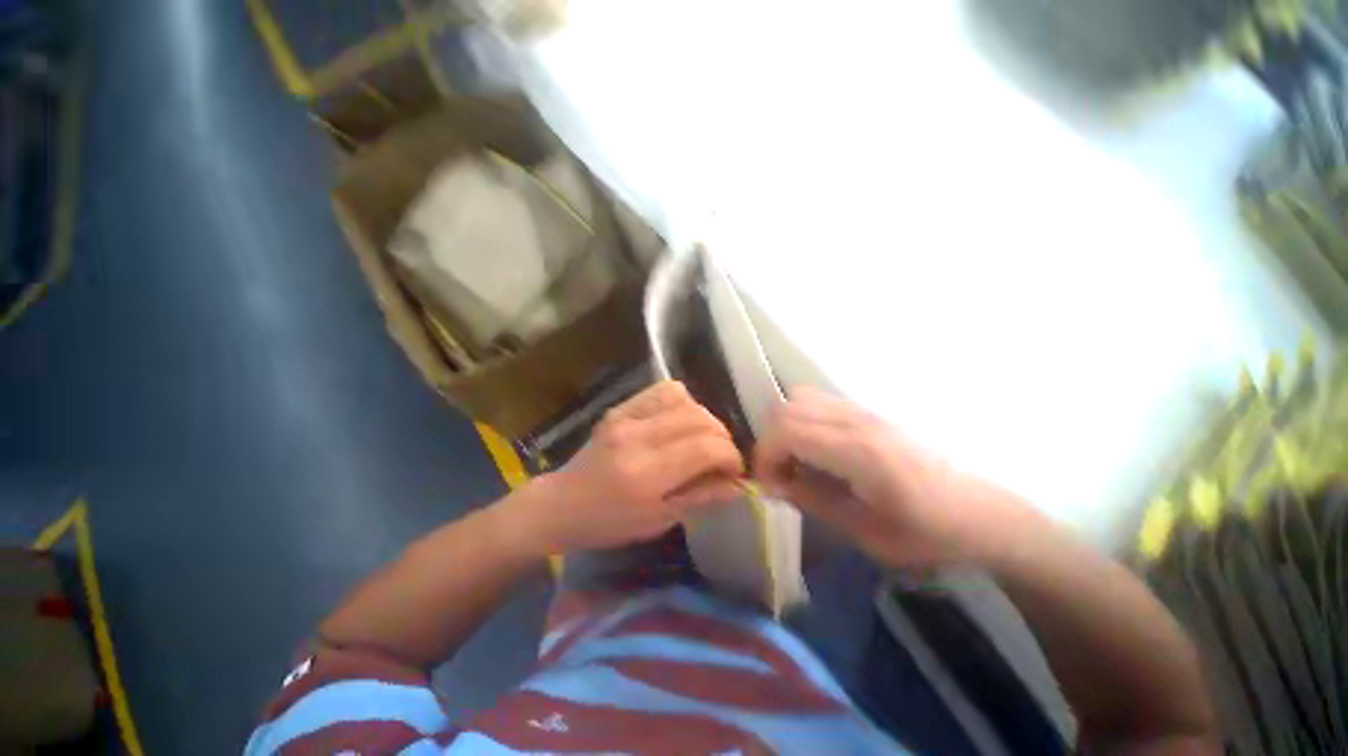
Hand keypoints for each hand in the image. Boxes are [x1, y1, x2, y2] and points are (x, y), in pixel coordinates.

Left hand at [516, 381, 744, 553]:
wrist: (561, 503)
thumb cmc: (608, 523)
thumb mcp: (658, 521)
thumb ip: (701, 497)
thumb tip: (738, 484)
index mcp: (646, 473)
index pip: (707, 447)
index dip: (731, 457)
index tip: (734, 472)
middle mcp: (637, 436)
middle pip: (700, 419)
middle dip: (722, 437)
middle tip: (721, 458)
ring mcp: (626, 416)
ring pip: (685, 399)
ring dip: (704, 418)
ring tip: (701, 439)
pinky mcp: (620, 407)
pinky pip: (663, 390)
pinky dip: (682, 402)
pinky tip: (680, 421)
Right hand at [754, 387, 990, 567]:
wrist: (972, 510)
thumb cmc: (923, 530)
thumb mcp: (863, 530)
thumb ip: (811, 499)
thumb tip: (773, 484)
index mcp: (857, 451)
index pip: (785, 429)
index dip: (765, 455)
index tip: (769, 485)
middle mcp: (855, 420)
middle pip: (784, 408)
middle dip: (770, 441)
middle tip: (780, 474)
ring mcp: (861, 410)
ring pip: (797, 398)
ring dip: (784, 428)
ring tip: (795, 460)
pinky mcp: (864, 411)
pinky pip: (816, 401)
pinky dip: (801, 421)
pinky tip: (815, 450)